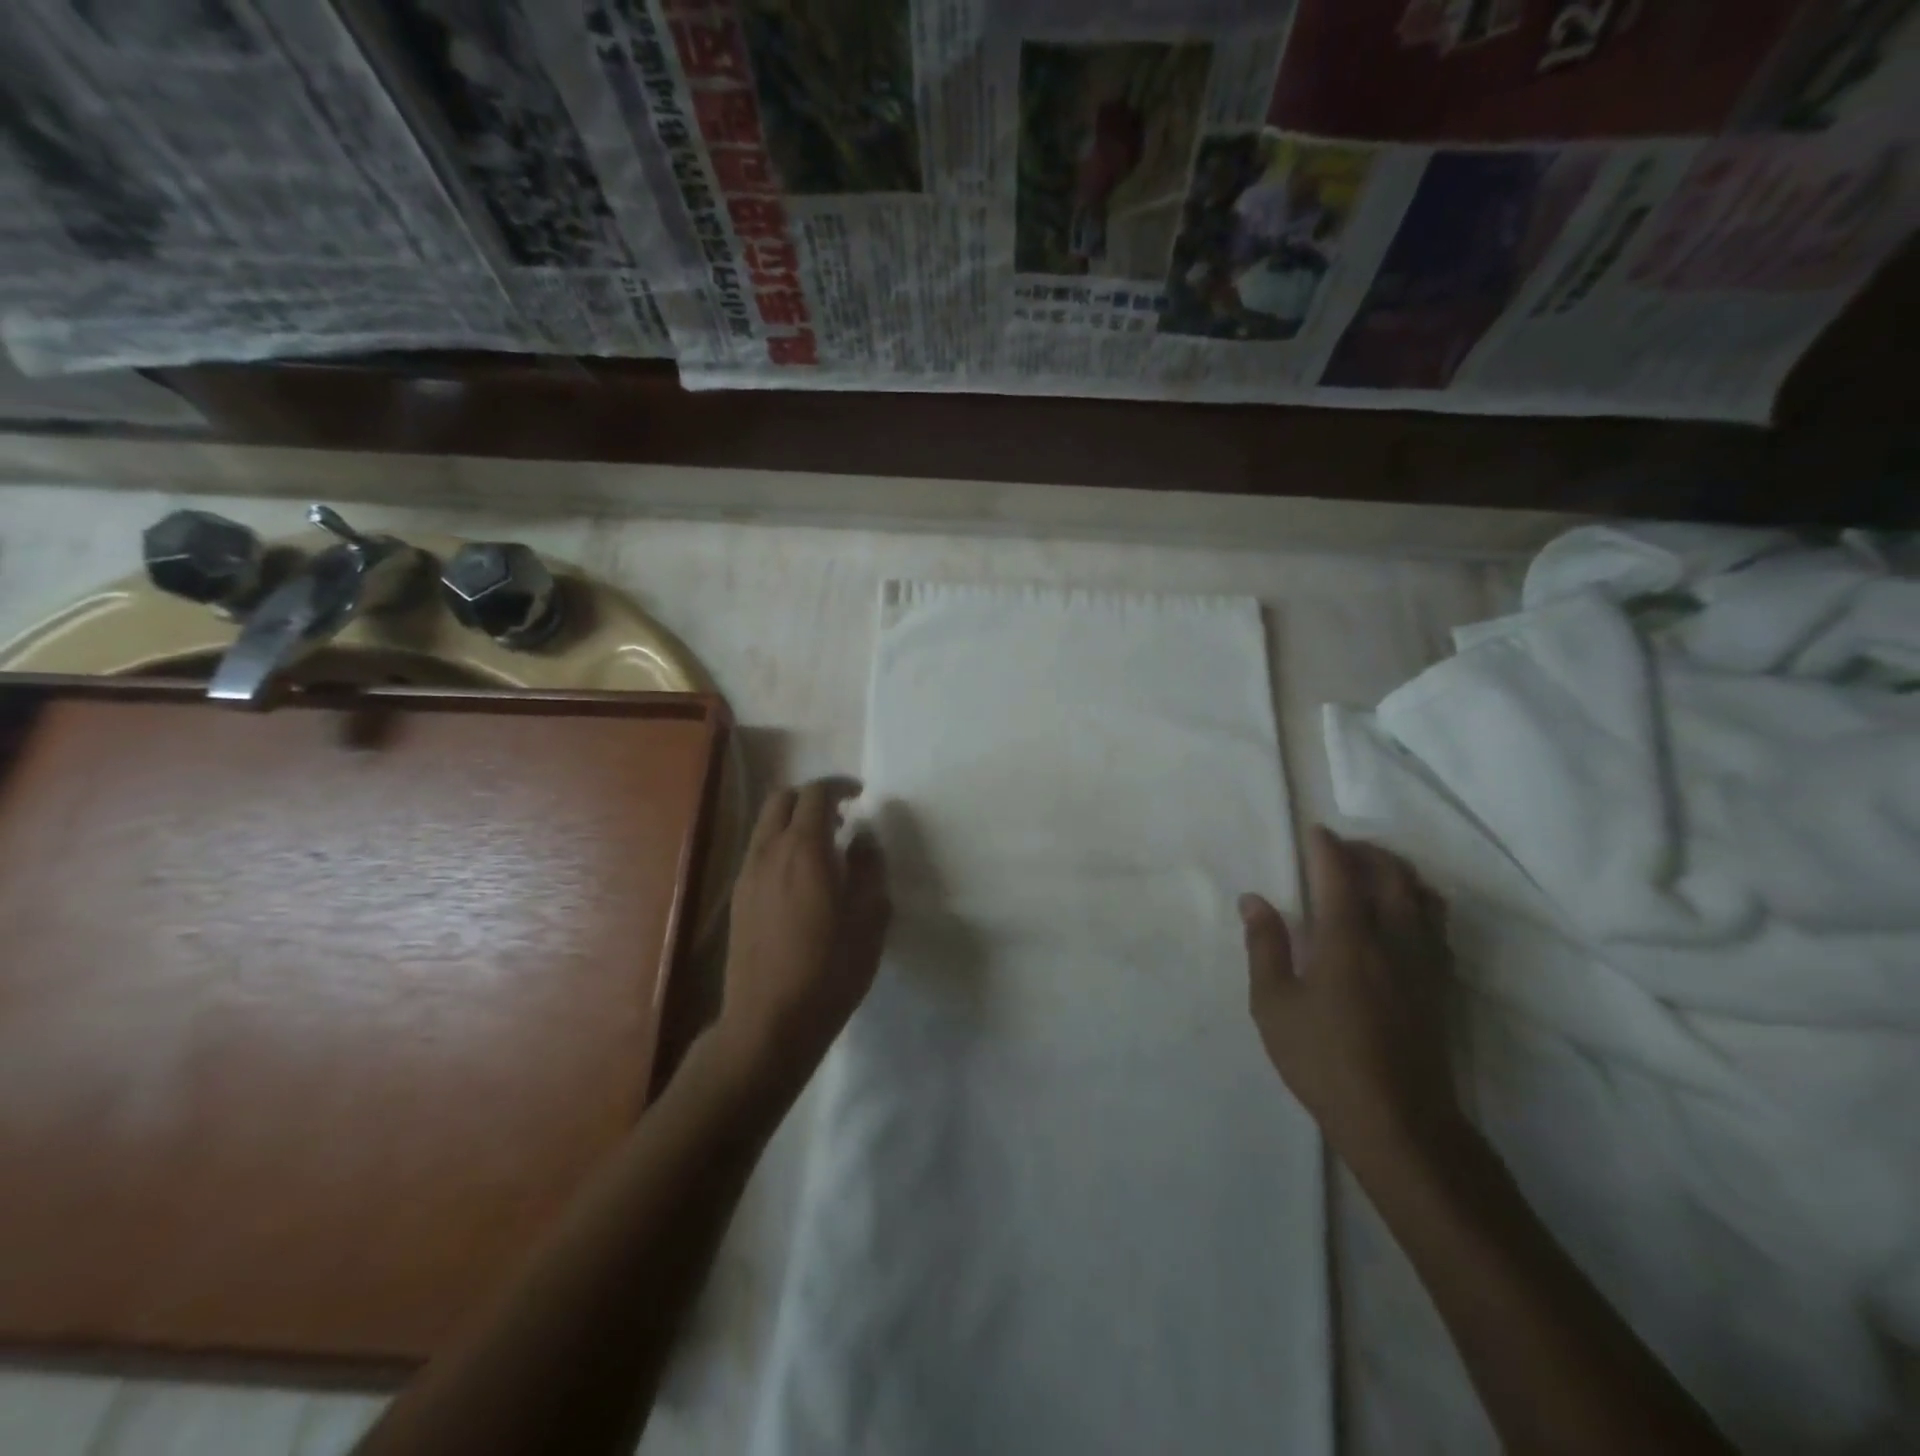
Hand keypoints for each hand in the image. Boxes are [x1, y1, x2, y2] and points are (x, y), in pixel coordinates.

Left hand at [713, 777, 890, 1093]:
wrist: (769, 1021)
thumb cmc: (830, 969)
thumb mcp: (870, 918)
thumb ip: (870, 868)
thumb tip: (865, 838)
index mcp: (805, 848)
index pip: (816, 793)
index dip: (840, 786)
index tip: (861, 795)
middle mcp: (769, 851)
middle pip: (782, 799)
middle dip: (812, 797)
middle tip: (841, 818)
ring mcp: (747, 874)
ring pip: (765, 825)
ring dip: (794, 821)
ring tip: (823, 849)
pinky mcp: (738, 898)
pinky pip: (758, 851)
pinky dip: (780, 845)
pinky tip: (802, 879)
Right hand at [1240, 826, 1459, 1170]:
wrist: (1399, 1121)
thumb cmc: (1323, 1060)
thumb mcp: (1274, 1005)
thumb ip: (1265, 946)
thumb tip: (1254, 900)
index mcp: (1347, 939)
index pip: (1340, 873)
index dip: (1326, 846)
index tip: (1314, 830)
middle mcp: (1393, 938)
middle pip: (1391, 874)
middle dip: (1366, 851)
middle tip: (1341, 847)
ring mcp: (1424, 962)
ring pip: (1422, 896)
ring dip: (1398, 872)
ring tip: (1374, 872)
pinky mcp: (1441, 986)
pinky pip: (1437, 924)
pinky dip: (1420, 902)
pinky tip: (1404, 916)